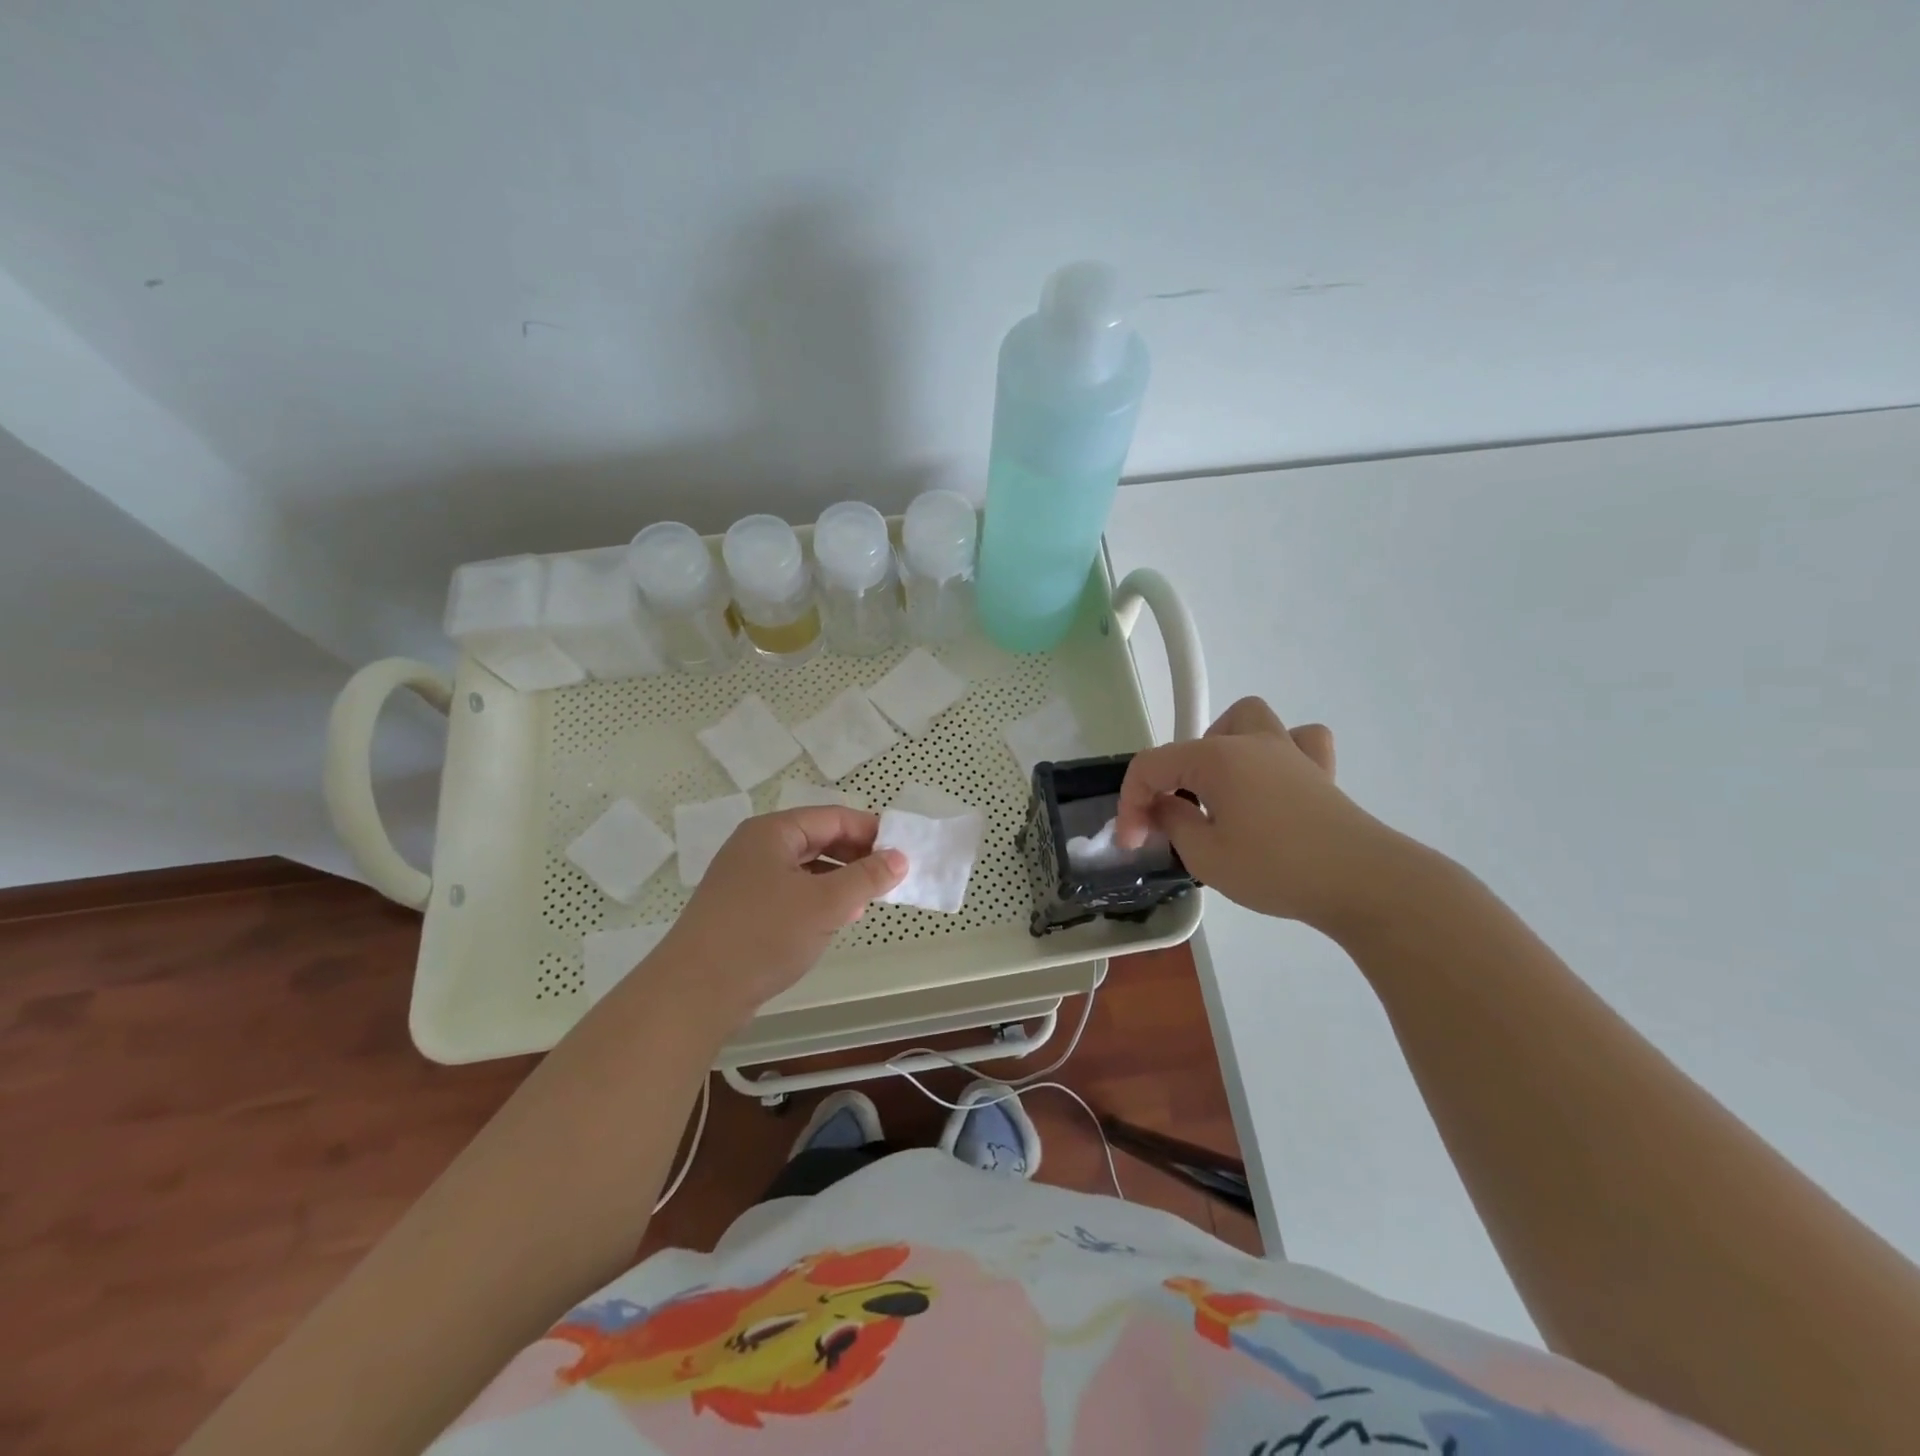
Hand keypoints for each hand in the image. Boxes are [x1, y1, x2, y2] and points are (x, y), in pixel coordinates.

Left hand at [641, 807, 905, 1030]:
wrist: (694, 992)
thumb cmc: (764, 935)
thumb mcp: (825, 904)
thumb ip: (866, 877)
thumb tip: (899, 858)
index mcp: (773, 832)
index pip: (833, 817)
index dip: (871, 831)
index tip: (903, 852)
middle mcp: (756, 847)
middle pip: (817, 838)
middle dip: (856, 856)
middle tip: (890, 877)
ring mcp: (745, 878)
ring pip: (804, 867)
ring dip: (839, 880)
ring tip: (868, 900)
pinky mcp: (741, 909)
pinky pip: (789, 891)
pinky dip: (816, 899)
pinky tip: (835, 919)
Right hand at [1115, 696, 1401, 932]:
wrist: (1363, 882)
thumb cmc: (1276, 868)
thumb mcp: (1205, 856)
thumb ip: (1173, 823)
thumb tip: (1166, 806)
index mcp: (1216, 758)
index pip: (1152, 766)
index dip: (1131, 802)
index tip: (1131, 842)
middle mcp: (1251, 742)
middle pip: (1196, 740)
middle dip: (1174, 775)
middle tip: (1178, 816)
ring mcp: (1291, 752)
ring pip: (1248, 720)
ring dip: (1224, 747)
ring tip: (1220, 788)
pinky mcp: (1322, 772)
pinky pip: (1298, 742)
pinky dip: (1279, 754)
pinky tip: (1274, 781)